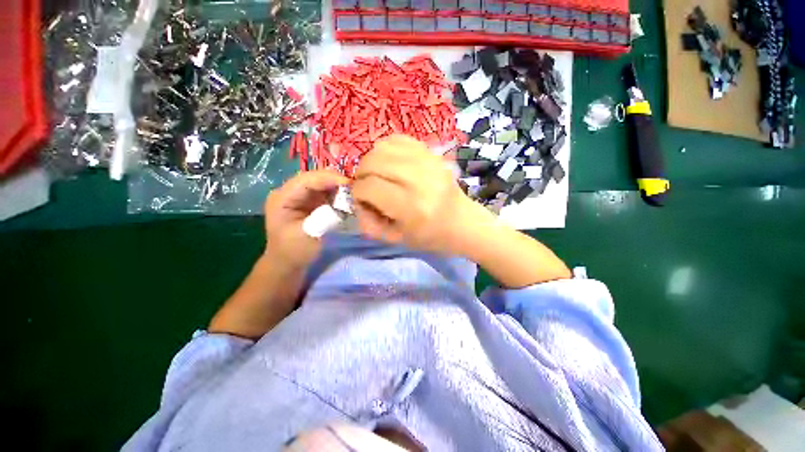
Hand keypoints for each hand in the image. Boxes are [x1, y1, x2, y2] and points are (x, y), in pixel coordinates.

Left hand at [264, 170, 348, 268]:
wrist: (287, 263)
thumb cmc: (294, 252)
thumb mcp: (308, 236)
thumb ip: (324, 218)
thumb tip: (343, 203)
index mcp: (282, 198)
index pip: (306, 180)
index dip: (327, 178)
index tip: (349, 183)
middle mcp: (290, 192)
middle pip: (314, 178)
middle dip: (334, 181)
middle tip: (354, 187)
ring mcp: (300, 196)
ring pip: (321, 183)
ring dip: (337, 187)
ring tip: (353, 192)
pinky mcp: (309, 202)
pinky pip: (325, 192)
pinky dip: (337, 194)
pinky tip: (346, 198)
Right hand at [352, 134, 493, 254]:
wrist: (461, 222)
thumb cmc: (428, 236)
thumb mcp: (395, 239)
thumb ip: (368, 223)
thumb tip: (356, 200)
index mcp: (412, 207)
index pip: (370, 187)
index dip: (358, 193)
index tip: (361, 199)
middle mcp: (420, 180)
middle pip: (374, 162)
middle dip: (362, 174)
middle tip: (366, 185)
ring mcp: (428, 162)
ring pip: (383, 147)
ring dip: (372, 160)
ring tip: (377, 174)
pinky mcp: (432, 154)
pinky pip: (399, 139)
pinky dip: (387, 149)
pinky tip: (389, 162)